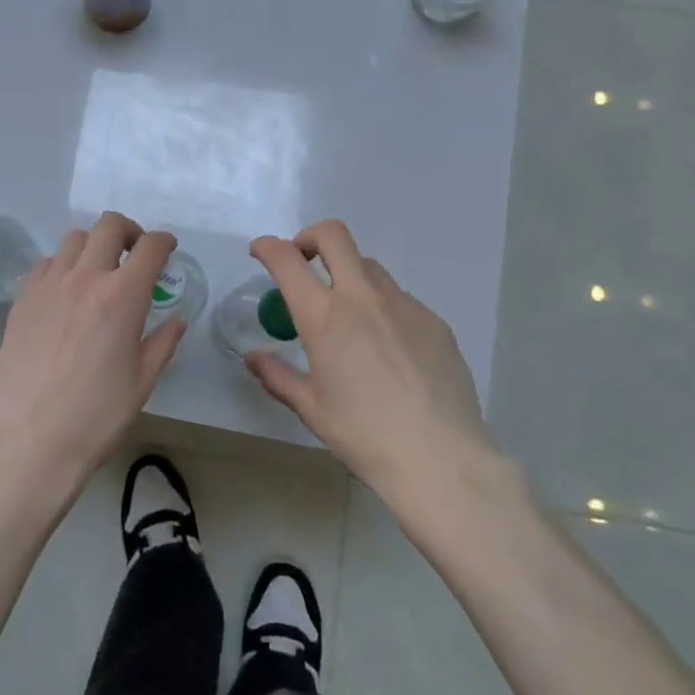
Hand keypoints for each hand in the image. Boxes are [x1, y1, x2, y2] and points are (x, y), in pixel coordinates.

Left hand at [0, 211, 183, 487]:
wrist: (30, 439)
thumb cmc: (96, 415)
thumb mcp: (142, 382)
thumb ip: (163, 343)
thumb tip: (176, 321)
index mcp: (122, 296)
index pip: (150, 248)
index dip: (164, 242)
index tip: (167, 249)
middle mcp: (86, 278)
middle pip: (109, 226)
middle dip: (129, 232)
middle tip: (134, 253)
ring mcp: (49, 285)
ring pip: (74, 239)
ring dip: (94, 246)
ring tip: (98, 271)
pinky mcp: (23, 299)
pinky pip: (46, 263)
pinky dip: (63, 265)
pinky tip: (66, 292)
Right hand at [247, 220, 492, 499]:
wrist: (440, 459)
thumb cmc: (364, 435)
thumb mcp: (311, 408)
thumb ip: (278, 375)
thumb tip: (254, 357)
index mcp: (324, 317)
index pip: (287, 259)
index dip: (267, 247)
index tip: (260, 252)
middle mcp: (363, 297)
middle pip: (334, 235)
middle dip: (309, 237)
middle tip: (303, 262)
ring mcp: (404, 305)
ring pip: (369, 266)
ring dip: (347, 274)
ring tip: (347, 314)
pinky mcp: (434, 321)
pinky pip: (400, 299)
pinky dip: (381, 307)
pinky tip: (388, 349)